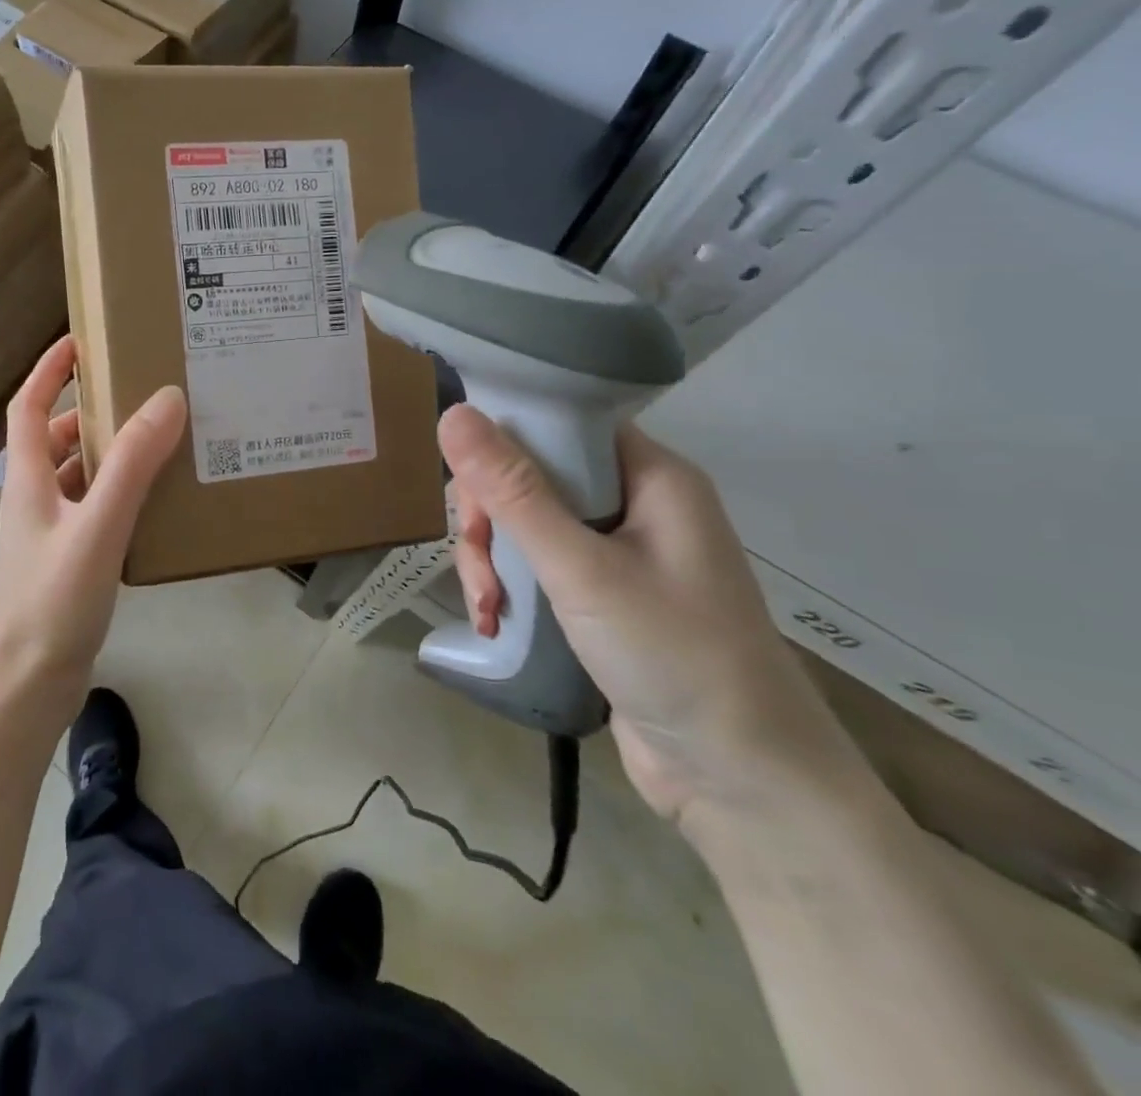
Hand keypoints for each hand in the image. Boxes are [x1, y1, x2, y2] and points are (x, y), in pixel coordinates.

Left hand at [0, 337, 186, 700]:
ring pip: (75, 474)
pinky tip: (150, 500)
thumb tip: (166, 399)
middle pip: (54, 437)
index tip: (78, 340)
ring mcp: (48, 531)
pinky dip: (115, 491)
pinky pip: (91, 507)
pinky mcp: (66, 559)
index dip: (48, 370)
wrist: (31, 683)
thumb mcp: (98, 525)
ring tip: (153, 438)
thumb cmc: (55, 599)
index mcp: (28, 478)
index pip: (28, 406)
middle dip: (89, 410)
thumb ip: (133, 464)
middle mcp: (33, 498)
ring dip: (106, 452)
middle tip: (136, 391)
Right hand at [439, 407, 872, 838]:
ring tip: (487, 607)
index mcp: (650, 477)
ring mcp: (616, 553)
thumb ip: (514, 492)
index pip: (561, 423)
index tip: (467, 483)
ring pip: (524, 524)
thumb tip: (453, 414)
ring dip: (490, 560)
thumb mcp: (582, 569)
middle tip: (477, 559)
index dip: (504, 441)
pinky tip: (494, 621)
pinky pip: (535, 566)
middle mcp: (634, 504)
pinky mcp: (599, 597)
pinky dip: (506, 588)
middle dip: (489, 517)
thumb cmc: (675, 657)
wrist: (744, 784)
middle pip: (532, 476)